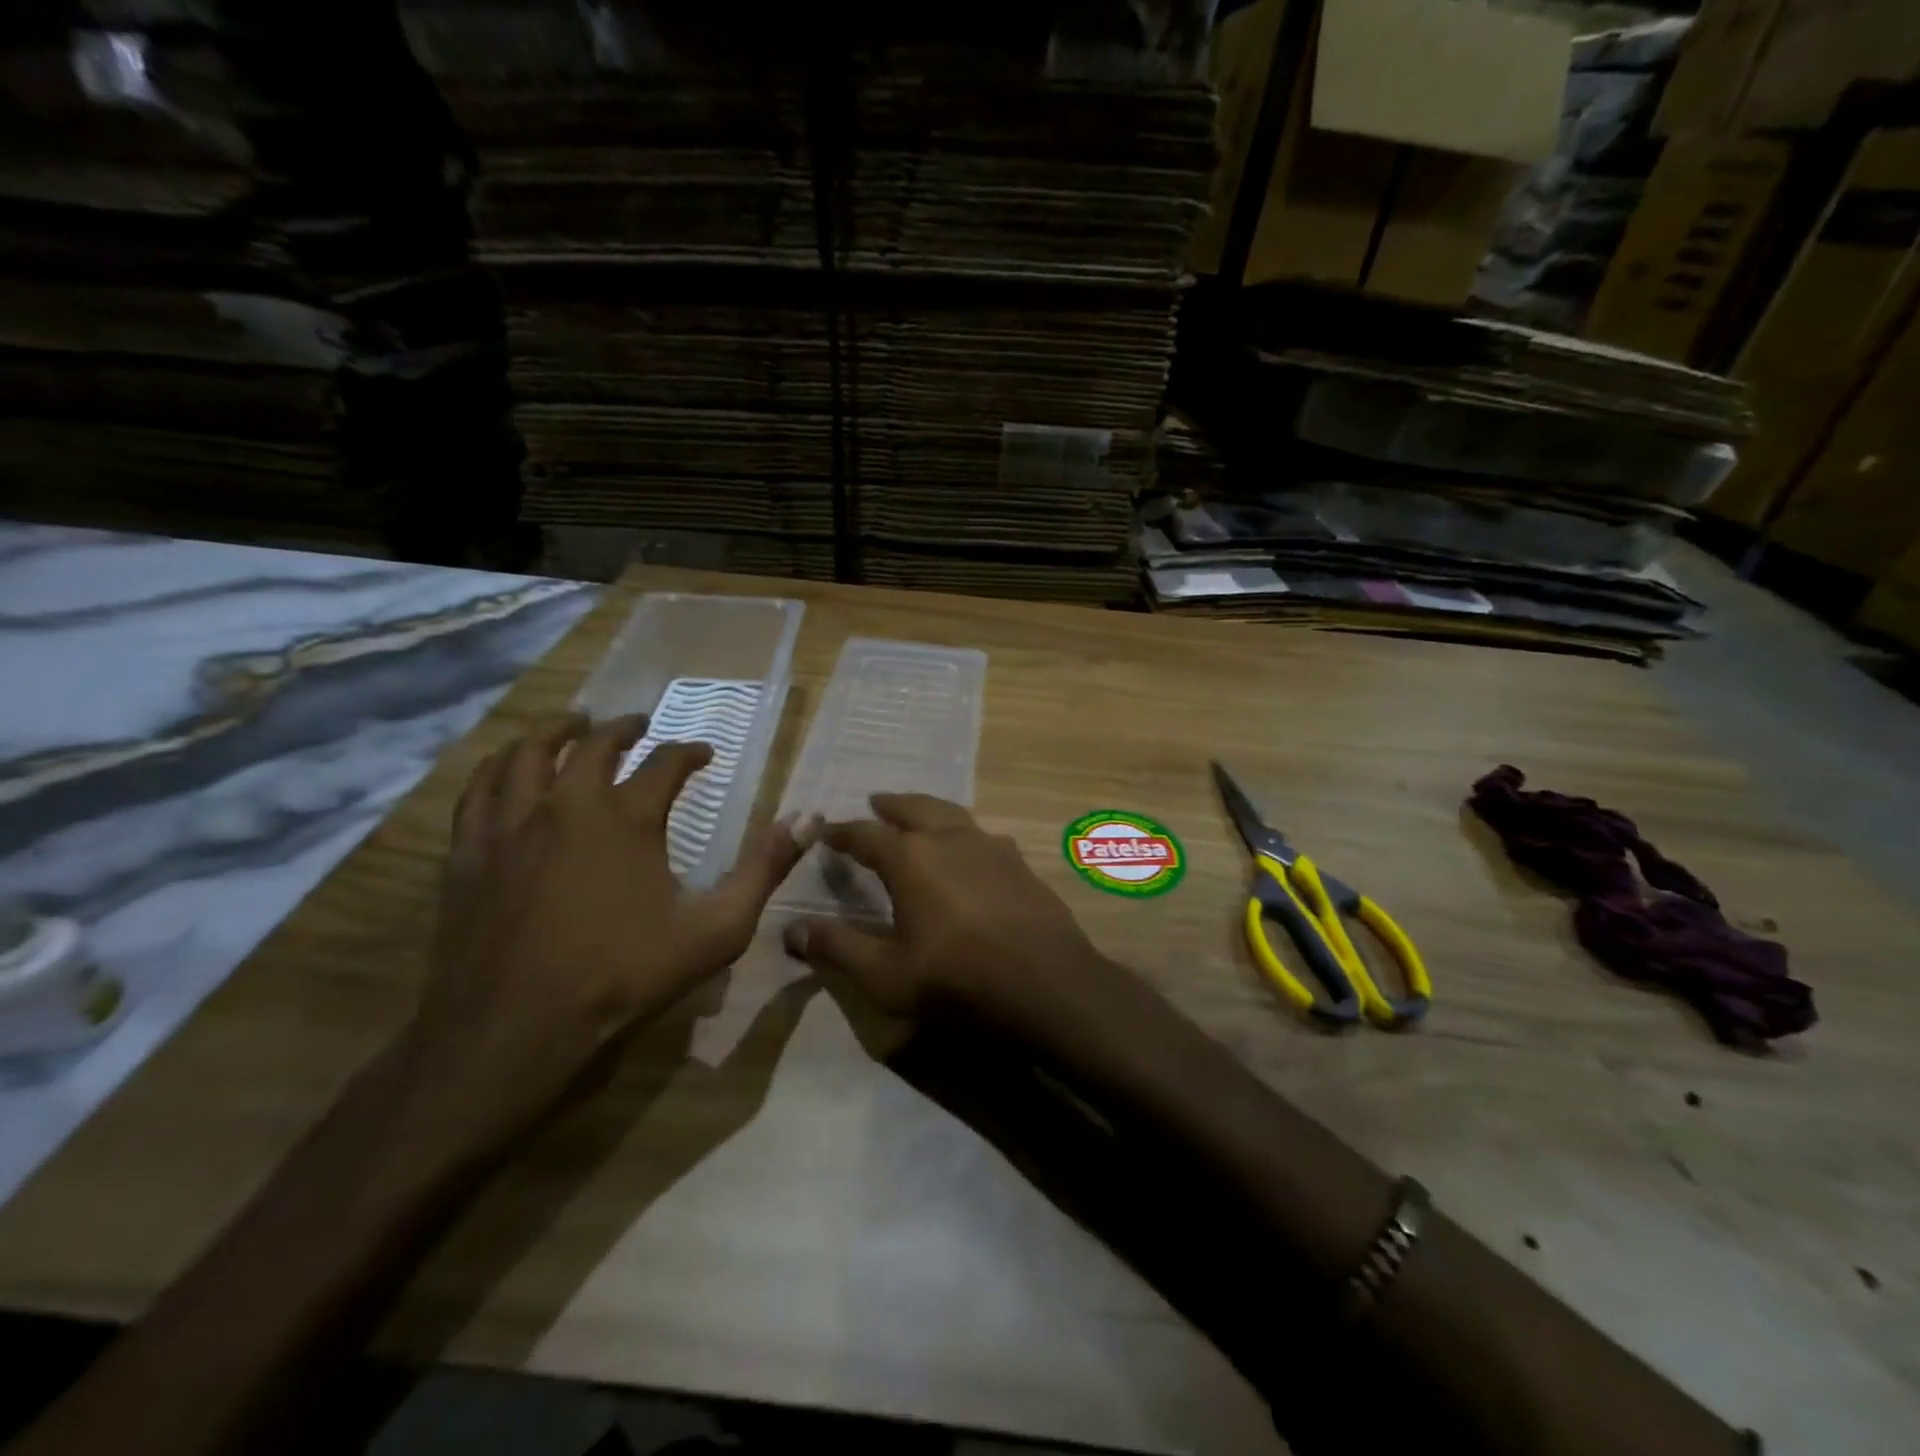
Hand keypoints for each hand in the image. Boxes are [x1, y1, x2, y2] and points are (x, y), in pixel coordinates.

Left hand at [411, 713, 802, 1133]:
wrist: (515, 1028)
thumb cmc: (624, 976)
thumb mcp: (717, 929)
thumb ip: (764, 869)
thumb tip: (809, 819)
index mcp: (627, 818)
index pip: (665, 763)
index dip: (689, 752)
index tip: (704, 753)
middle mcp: (567, 805)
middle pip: (593, 745)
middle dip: (621, 728)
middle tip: (637, 724)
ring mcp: (510, 826)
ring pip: (526, 754)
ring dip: (553, 732)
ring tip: (569, 725)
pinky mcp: (469, 852)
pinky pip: (479, 790)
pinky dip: (498, 767)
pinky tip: (505, 771)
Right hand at [780, 793, 1115, 1047]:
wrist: (1047, 983)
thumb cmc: (958, 979)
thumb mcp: (886, 975)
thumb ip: (837, 948)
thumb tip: (791, 930)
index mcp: (911, 858)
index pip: (864, 834)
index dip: (841, 832)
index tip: (825, 830)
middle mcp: (949, 838)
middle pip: (914, 808)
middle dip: (891, 805)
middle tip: (875, 802)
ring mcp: (990, 846)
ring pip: (952, 814)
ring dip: (929, 811)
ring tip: (919, 816)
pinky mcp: (1019, 862)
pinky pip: (982, 835)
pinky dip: (963, 834)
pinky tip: (969, 850)